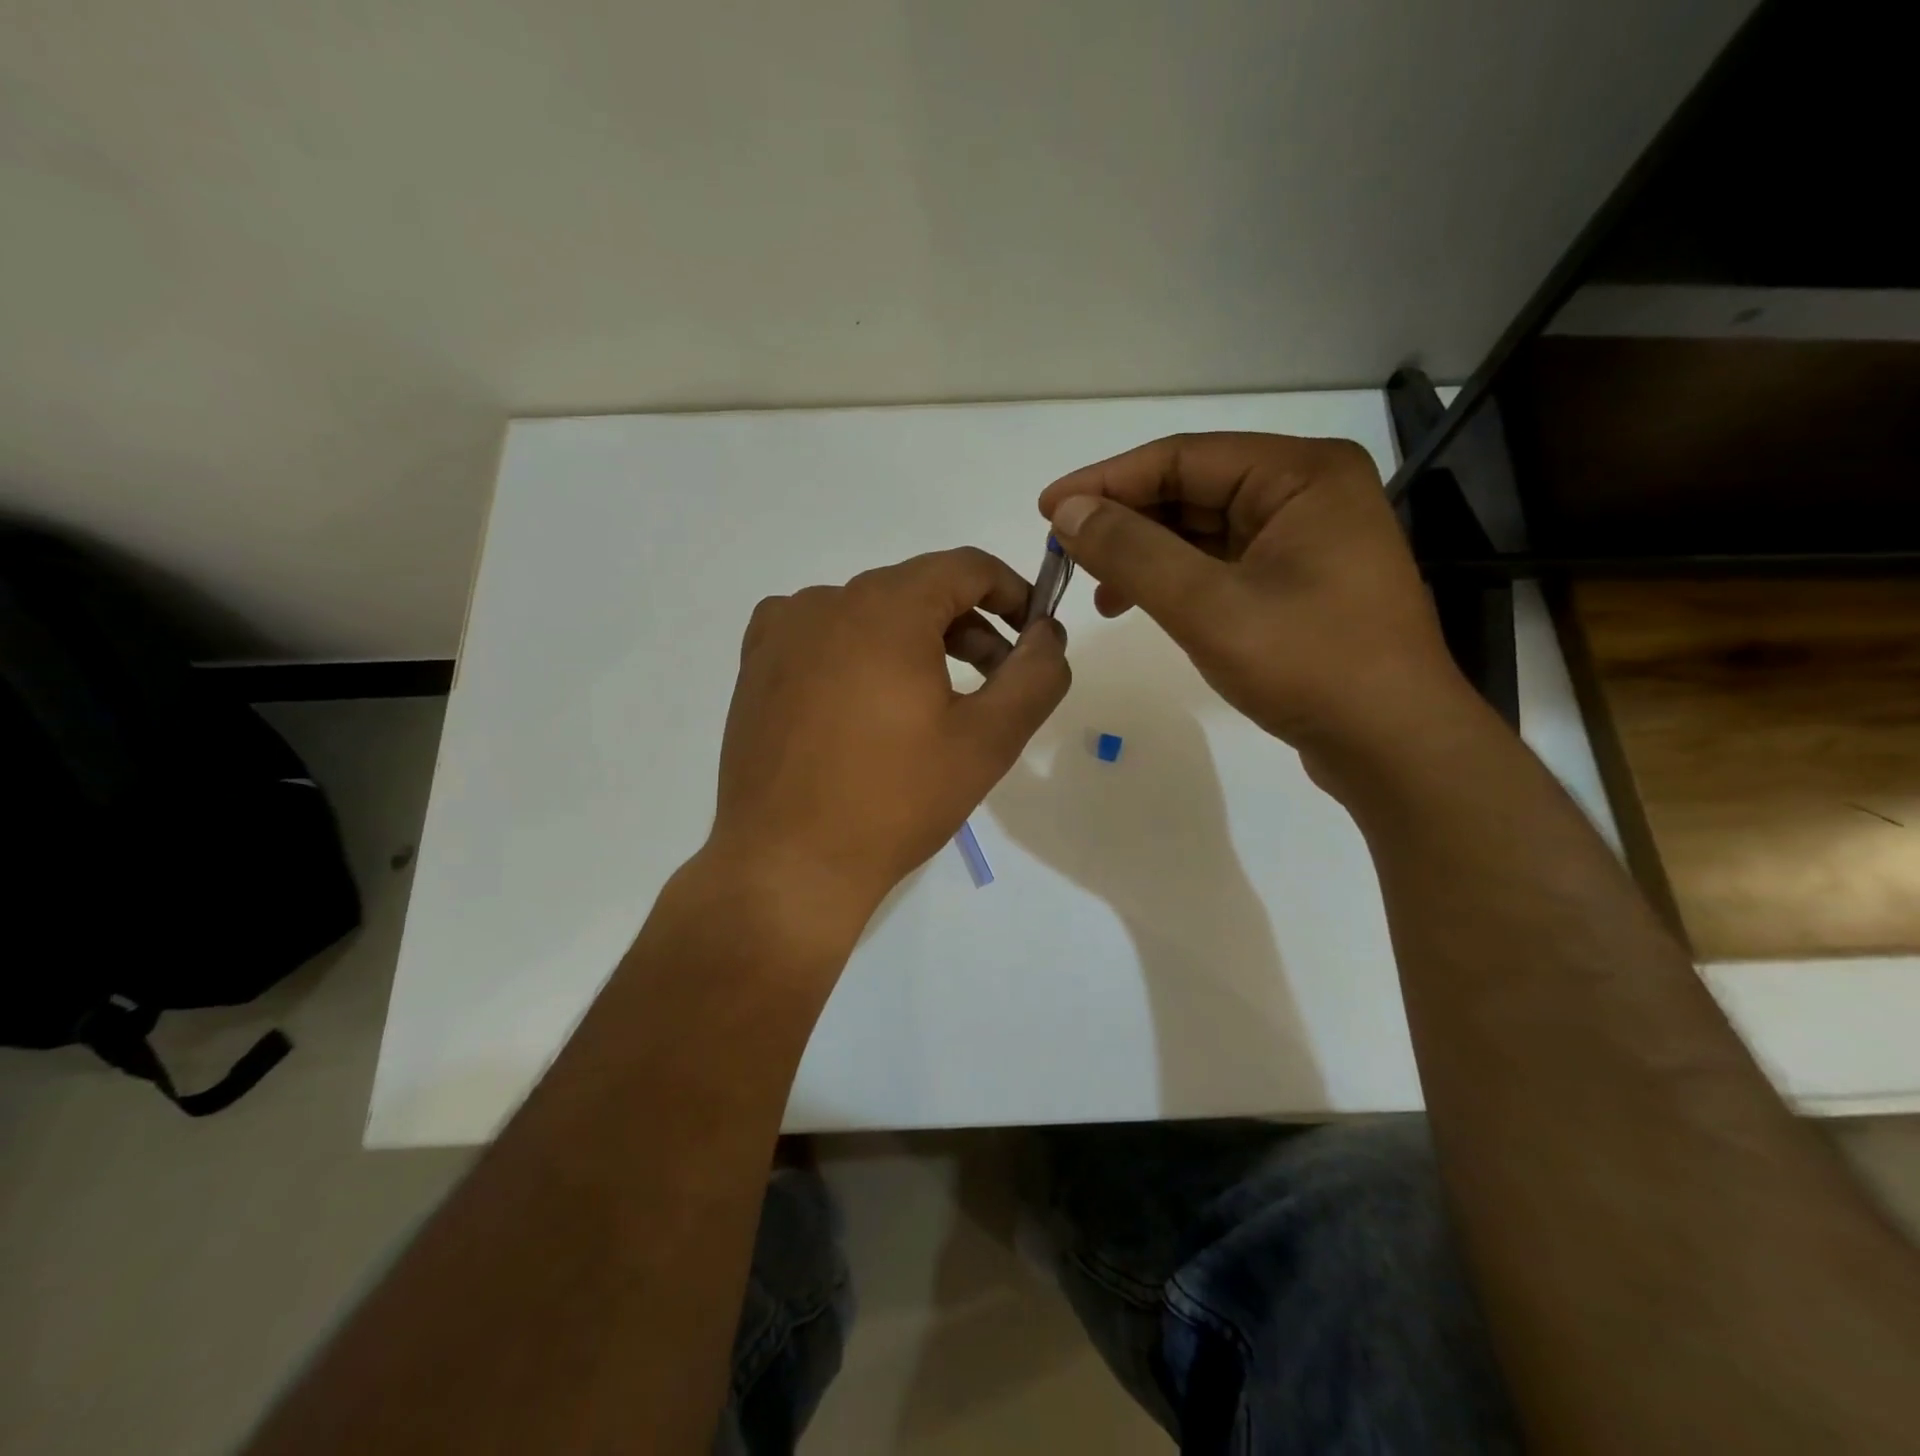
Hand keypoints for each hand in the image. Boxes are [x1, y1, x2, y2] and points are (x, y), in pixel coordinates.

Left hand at [706, 547, 1069, 934]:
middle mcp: (827, 600)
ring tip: (931, 703)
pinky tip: (864, 701)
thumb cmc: (895, 800)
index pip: (966, 567)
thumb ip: (1035, 675)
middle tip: (994, 684)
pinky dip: (858, 652)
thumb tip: (1049, 634)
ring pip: (869, 613)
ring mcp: (782, 631)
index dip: (1012, 593)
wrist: (787, 865)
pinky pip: (821, 634)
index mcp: (886, 607)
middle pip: (917, 590)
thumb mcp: (988, 740)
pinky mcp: (756, 665)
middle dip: (968, 627)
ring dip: (914, 642)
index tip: (1033, 637)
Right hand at [1039, 432, 1467, 771]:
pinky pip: (1221, 564)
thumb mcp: (1208, 606)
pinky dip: (1175, 580)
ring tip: (1097, 589)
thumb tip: (1068, 511)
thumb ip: (1133, 552)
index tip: (1047, 509)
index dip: (1107, 481)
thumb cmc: (1309, 665)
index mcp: (1300, 474)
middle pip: (1193, 489)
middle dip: (1125, 521)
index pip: (1183, 457)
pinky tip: (1139, 605)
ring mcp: (1307, 540)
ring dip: (1146, 554)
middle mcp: (1307, 493)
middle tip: (1064, 552)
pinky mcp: (1299, 583)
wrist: (1394, 746)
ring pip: (1204, 530)